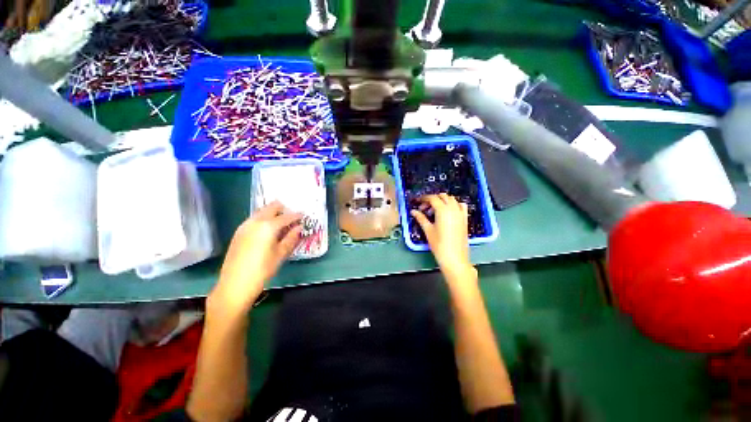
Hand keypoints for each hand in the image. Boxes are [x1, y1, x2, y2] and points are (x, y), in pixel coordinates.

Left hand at [211, 202, 301, 311]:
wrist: (235, 284)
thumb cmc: (262, 270)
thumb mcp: (281, 254)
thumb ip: (291, 238)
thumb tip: (299, 227)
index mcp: (268, 226)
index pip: (286, 216)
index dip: (297, 215)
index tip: (303, 215)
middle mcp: (255, 221)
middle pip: (271, 207)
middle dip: (283, 209)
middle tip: (291, 218)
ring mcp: (245, 226)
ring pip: (261, 212)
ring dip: (272, 213)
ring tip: (281, 224)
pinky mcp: (238, 232)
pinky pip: (254, 219)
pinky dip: (263, 220)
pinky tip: (267, 231)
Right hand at [411, 194, 474, 280]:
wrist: (455, 258)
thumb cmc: (439, 244)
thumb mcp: (428, 230)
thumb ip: (421, 218)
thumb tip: (413, 211)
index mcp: (442, 210)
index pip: (432, 198)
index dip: (424, 199)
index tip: (418, 202)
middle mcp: (453, 209)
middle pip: (443, 196)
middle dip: (433, 199)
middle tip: (425, 208)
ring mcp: (460, 213)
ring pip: (452, 199)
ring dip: (443, 201)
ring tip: (435, 210)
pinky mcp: (465, 219)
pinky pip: (461, 206)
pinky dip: (454, 205)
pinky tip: (449, 212)